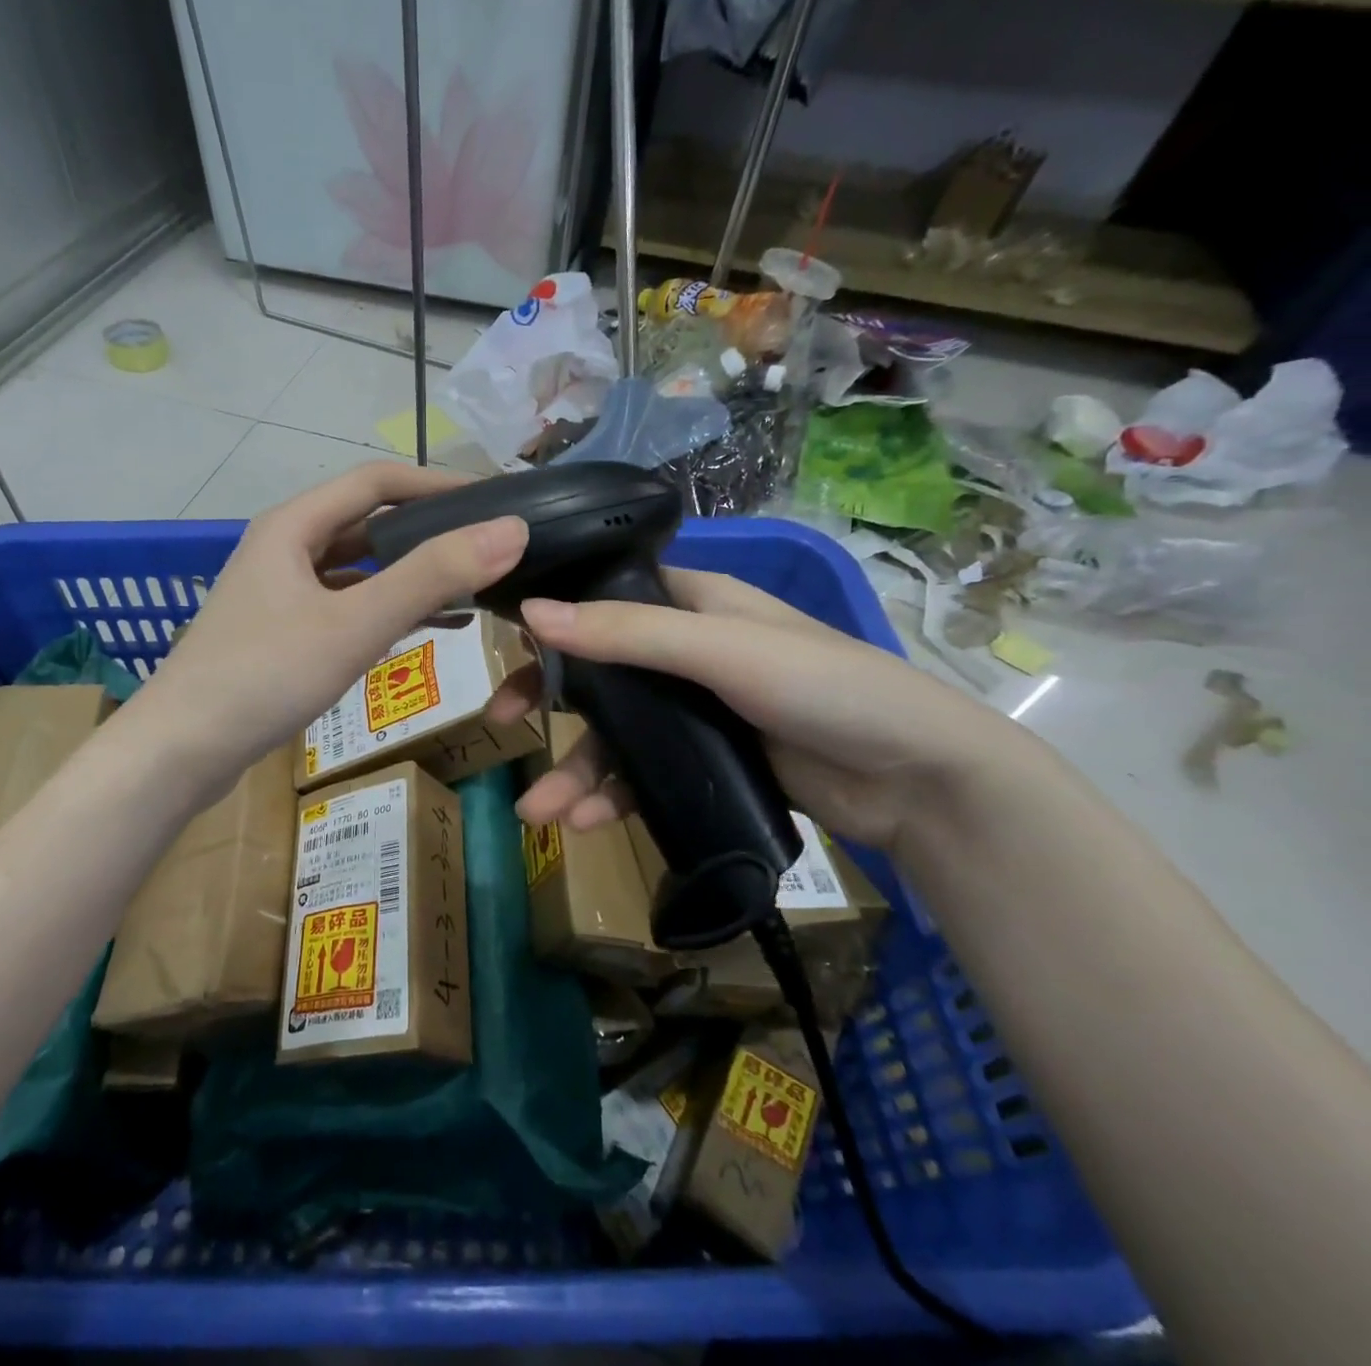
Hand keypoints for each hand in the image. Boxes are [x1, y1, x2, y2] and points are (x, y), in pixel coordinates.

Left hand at [128, 463, 527, 798]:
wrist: (181, 751)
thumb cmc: (265, 675)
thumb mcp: (355, 623)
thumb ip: (431, 576)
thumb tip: (510, 530)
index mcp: (293, 524)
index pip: (376, 480)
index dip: (437, 484)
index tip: (493, 502)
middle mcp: (284, 547)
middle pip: (366, 522)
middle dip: (427, 531)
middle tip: (486, 548)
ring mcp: (279, 591)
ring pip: (357, 568)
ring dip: (408, 574)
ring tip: (467, 589)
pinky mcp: (280, 631)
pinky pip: (344, 606)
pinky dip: (384, 610)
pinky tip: (423, 629)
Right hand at [493, 566, 1040, 858]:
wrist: (917, 779)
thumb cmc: (825, 686)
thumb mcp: (721, 649)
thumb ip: (627, 633)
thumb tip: (532, 613)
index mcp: (691, 603)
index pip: (604, 597)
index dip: (553, 618)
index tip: (506, 645)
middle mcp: (686, 649)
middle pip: (598, 671)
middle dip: (549, 703)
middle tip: (500, 724)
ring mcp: (695, 709)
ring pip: (616, 733)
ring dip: (576, 770)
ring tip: (541, 812)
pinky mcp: (706, 761)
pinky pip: (643, 774)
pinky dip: (614, 795)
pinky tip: (589, 822)